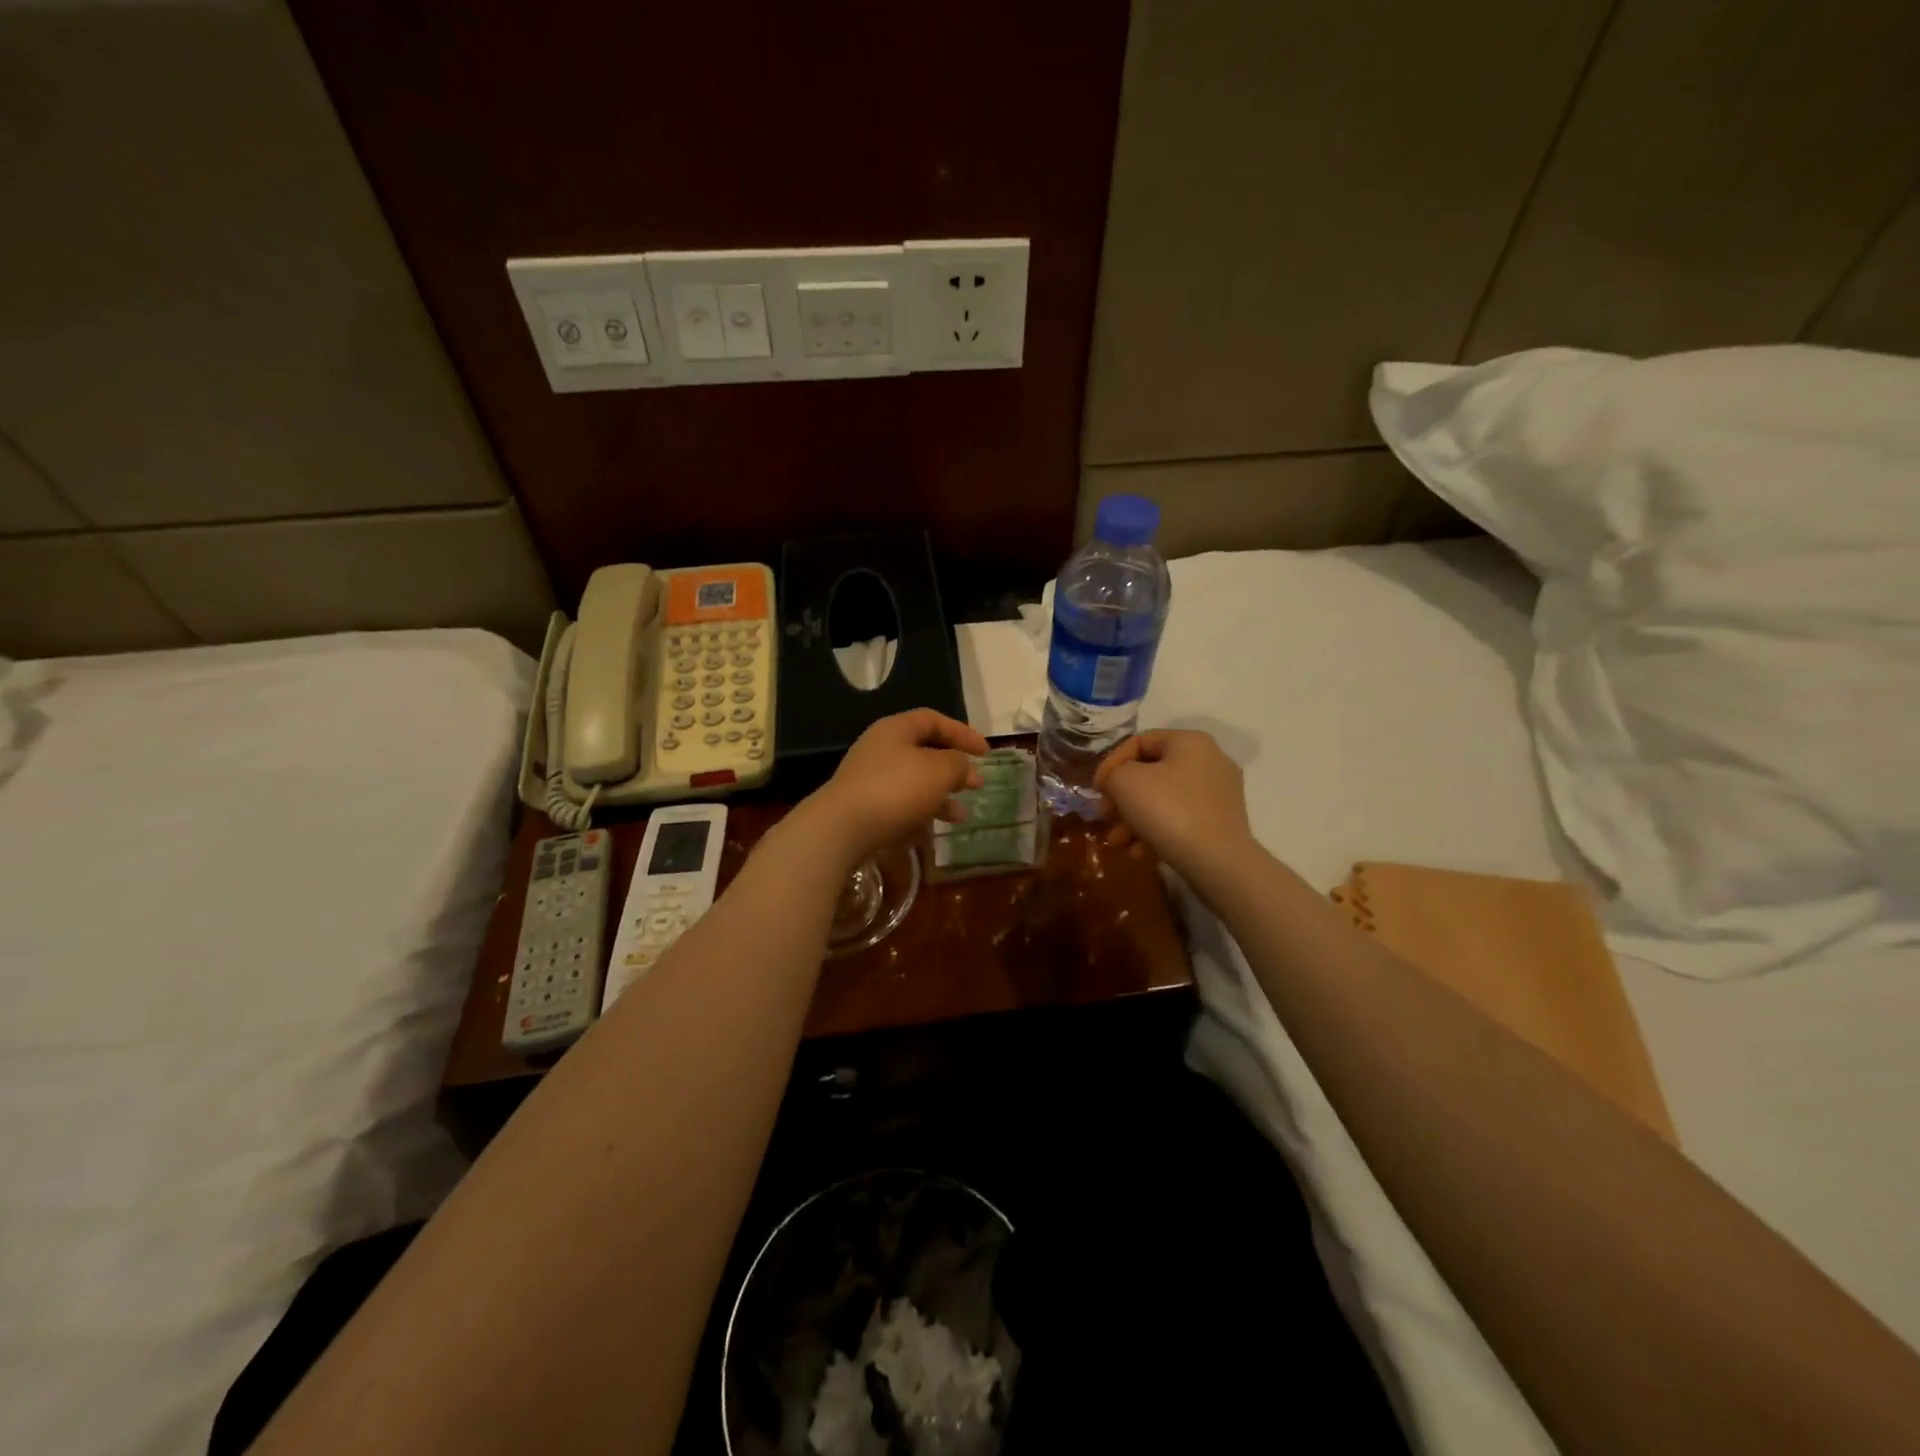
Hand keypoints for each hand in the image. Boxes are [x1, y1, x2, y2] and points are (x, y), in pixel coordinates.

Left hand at [800, 710, 988, 865]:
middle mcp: (880, 748)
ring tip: (961, 816)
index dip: (962, 733)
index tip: (986, 752)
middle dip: (953, 769)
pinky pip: (899, 805)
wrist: (842, 828)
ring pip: (913, 782)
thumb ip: (958, 764)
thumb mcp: (939, 771)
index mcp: (896, 729)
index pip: (934, 720)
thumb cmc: (896, 789)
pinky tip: (932, 832)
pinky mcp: (863, 808)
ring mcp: (868, 779)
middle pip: (923, 752)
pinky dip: (919, 814)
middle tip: (976, 784)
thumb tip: (962, 766)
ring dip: (940, 796)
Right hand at [1095, 729, 1255, 884]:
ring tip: (1118, 842)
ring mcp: (1219, 793)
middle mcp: (1210, 760)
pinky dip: (1156, 830)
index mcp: (1190, 741)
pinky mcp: (1222, 822)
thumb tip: (1115, 783)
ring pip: (1163, 799)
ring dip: (1134, 818)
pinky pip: (1180, 818)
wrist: (1216, 861)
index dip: (1111, 763)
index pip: (1140, 742)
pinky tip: (1139, 851)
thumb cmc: (1167, 810)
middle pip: (1151, 773)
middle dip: (1122, 797)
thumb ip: (1112, 774)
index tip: (1096, 790)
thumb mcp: (1125, 782)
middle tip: (1105, 817)